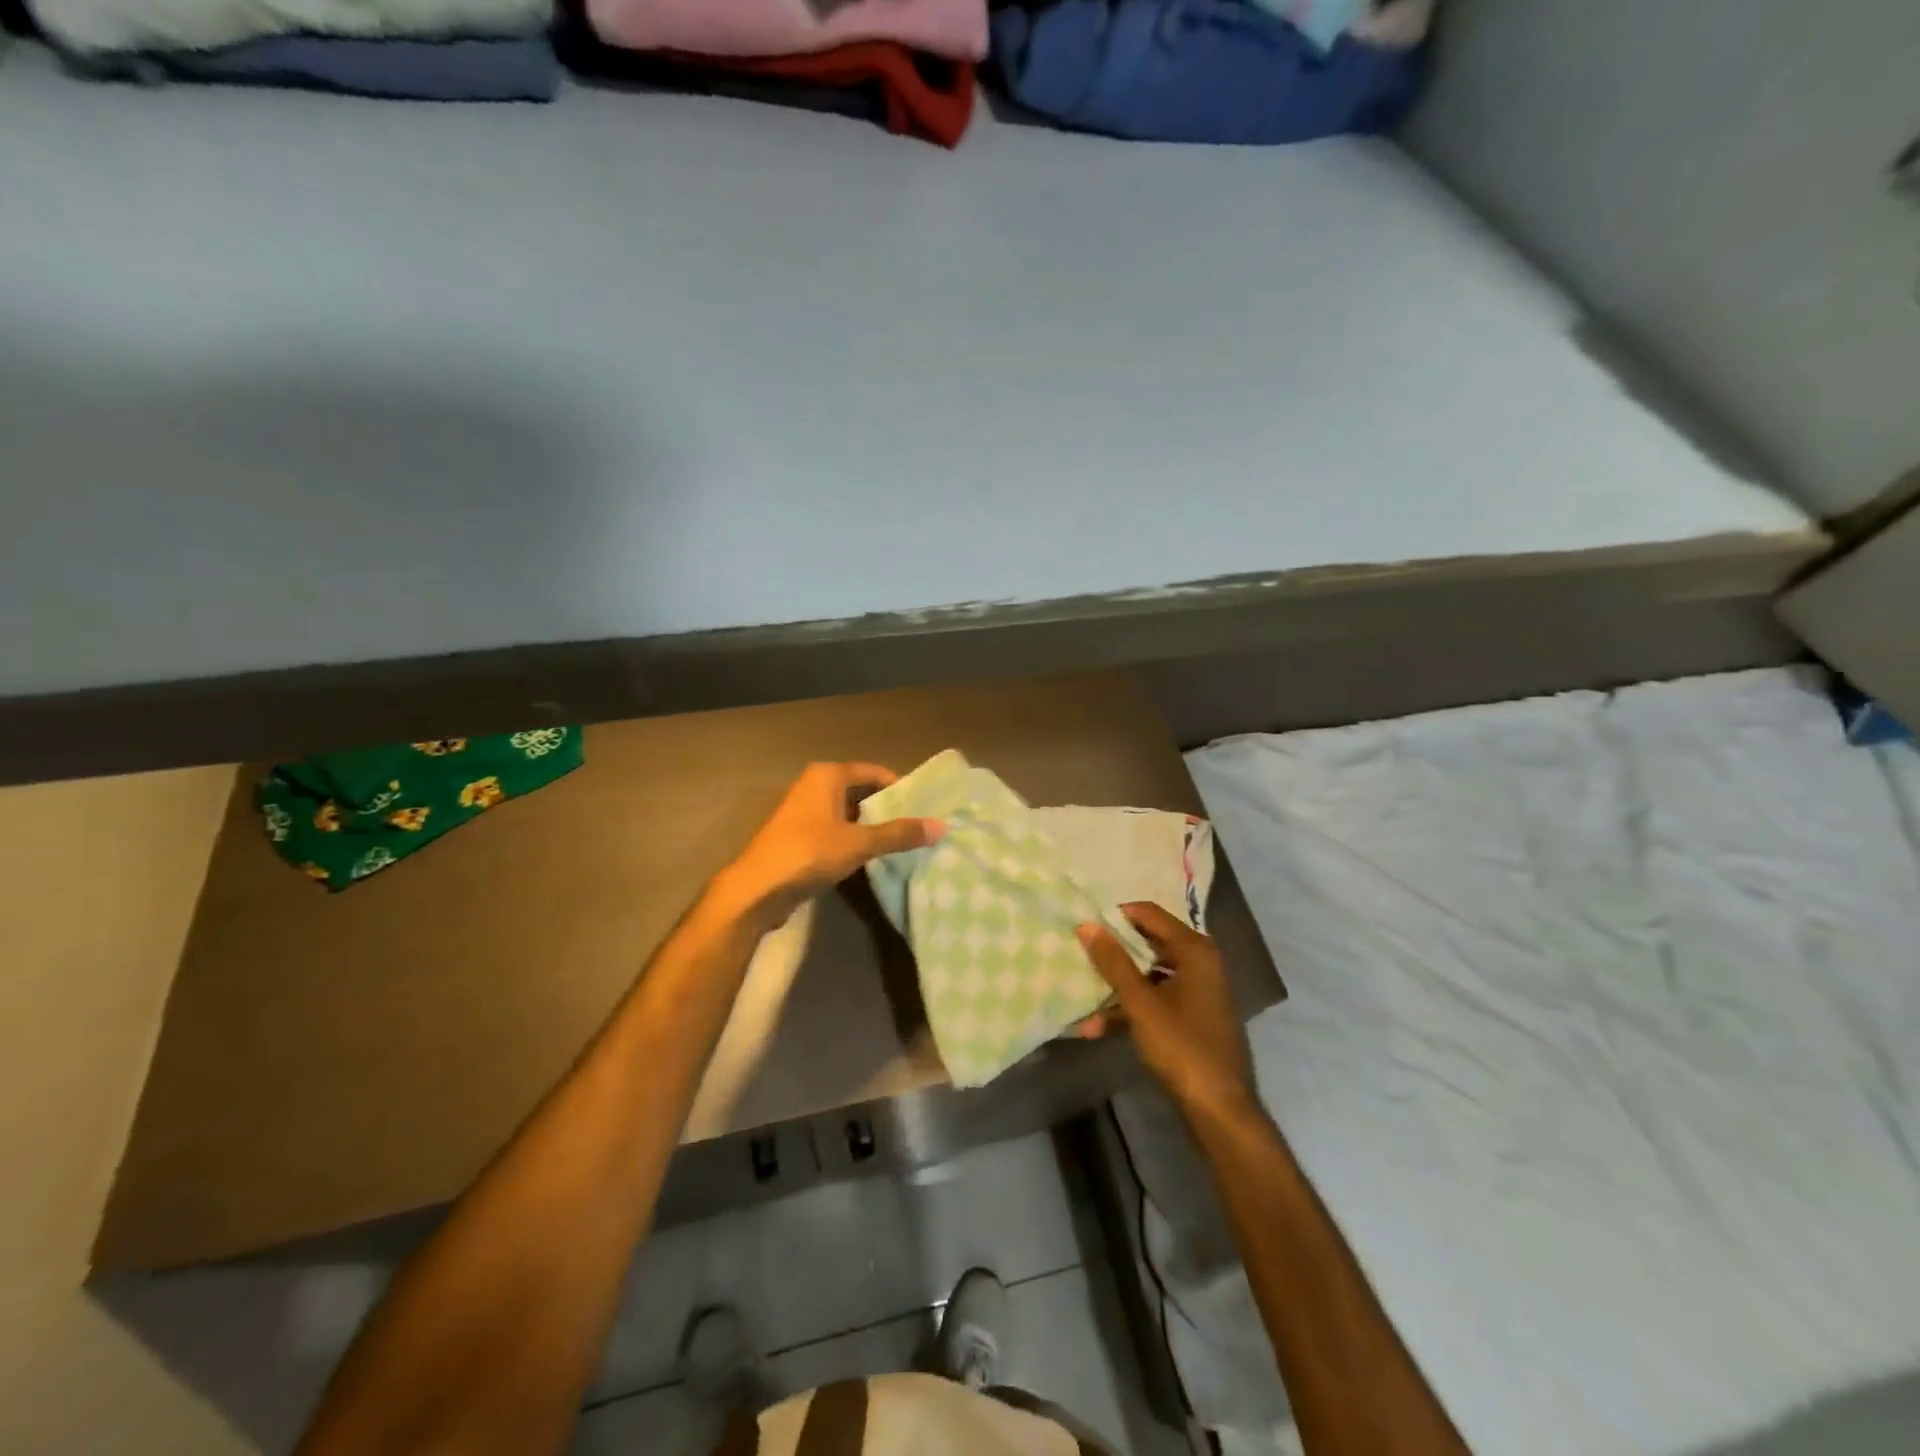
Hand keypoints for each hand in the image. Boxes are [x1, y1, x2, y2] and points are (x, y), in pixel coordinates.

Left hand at [716, 763, 941, 931]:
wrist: (756, 890)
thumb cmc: (808, 853)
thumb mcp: (859, 843)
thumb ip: (899, 834)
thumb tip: (941, 826)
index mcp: (827, 775)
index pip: (873, 772)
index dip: (899, 786)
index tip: (924, 805)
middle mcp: (814, 786)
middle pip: (860, 791)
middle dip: (887, 807)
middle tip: (919, 824)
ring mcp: (803, 812)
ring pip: (848, 813)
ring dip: (871, 826)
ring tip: (903, 841)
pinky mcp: (799, 837)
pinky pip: (836, 831)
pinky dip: (854, 839)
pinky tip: (873, 857)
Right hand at [1077, 903, 1257, 1123]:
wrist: (1220, 1109)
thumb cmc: (1182, 1047)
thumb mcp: (1141, 1003)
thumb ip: (1113, 962)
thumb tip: (1087, 925)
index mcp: (1195, 950)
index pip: (1150, 914)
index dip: (1117, 915)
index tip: (1085, 922)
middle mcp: (1201, 962)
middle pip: (1149, 943)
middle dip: (1114, 952)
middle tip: (1080, 951)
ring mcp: (1198, 990)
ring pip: (1150, 975)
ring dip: (1118, 987)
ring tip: (1083, 997)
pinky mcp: (1193, 1015)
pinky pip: (1157, 998)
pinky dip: (1132, 1008)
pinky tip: (1099, 1027)